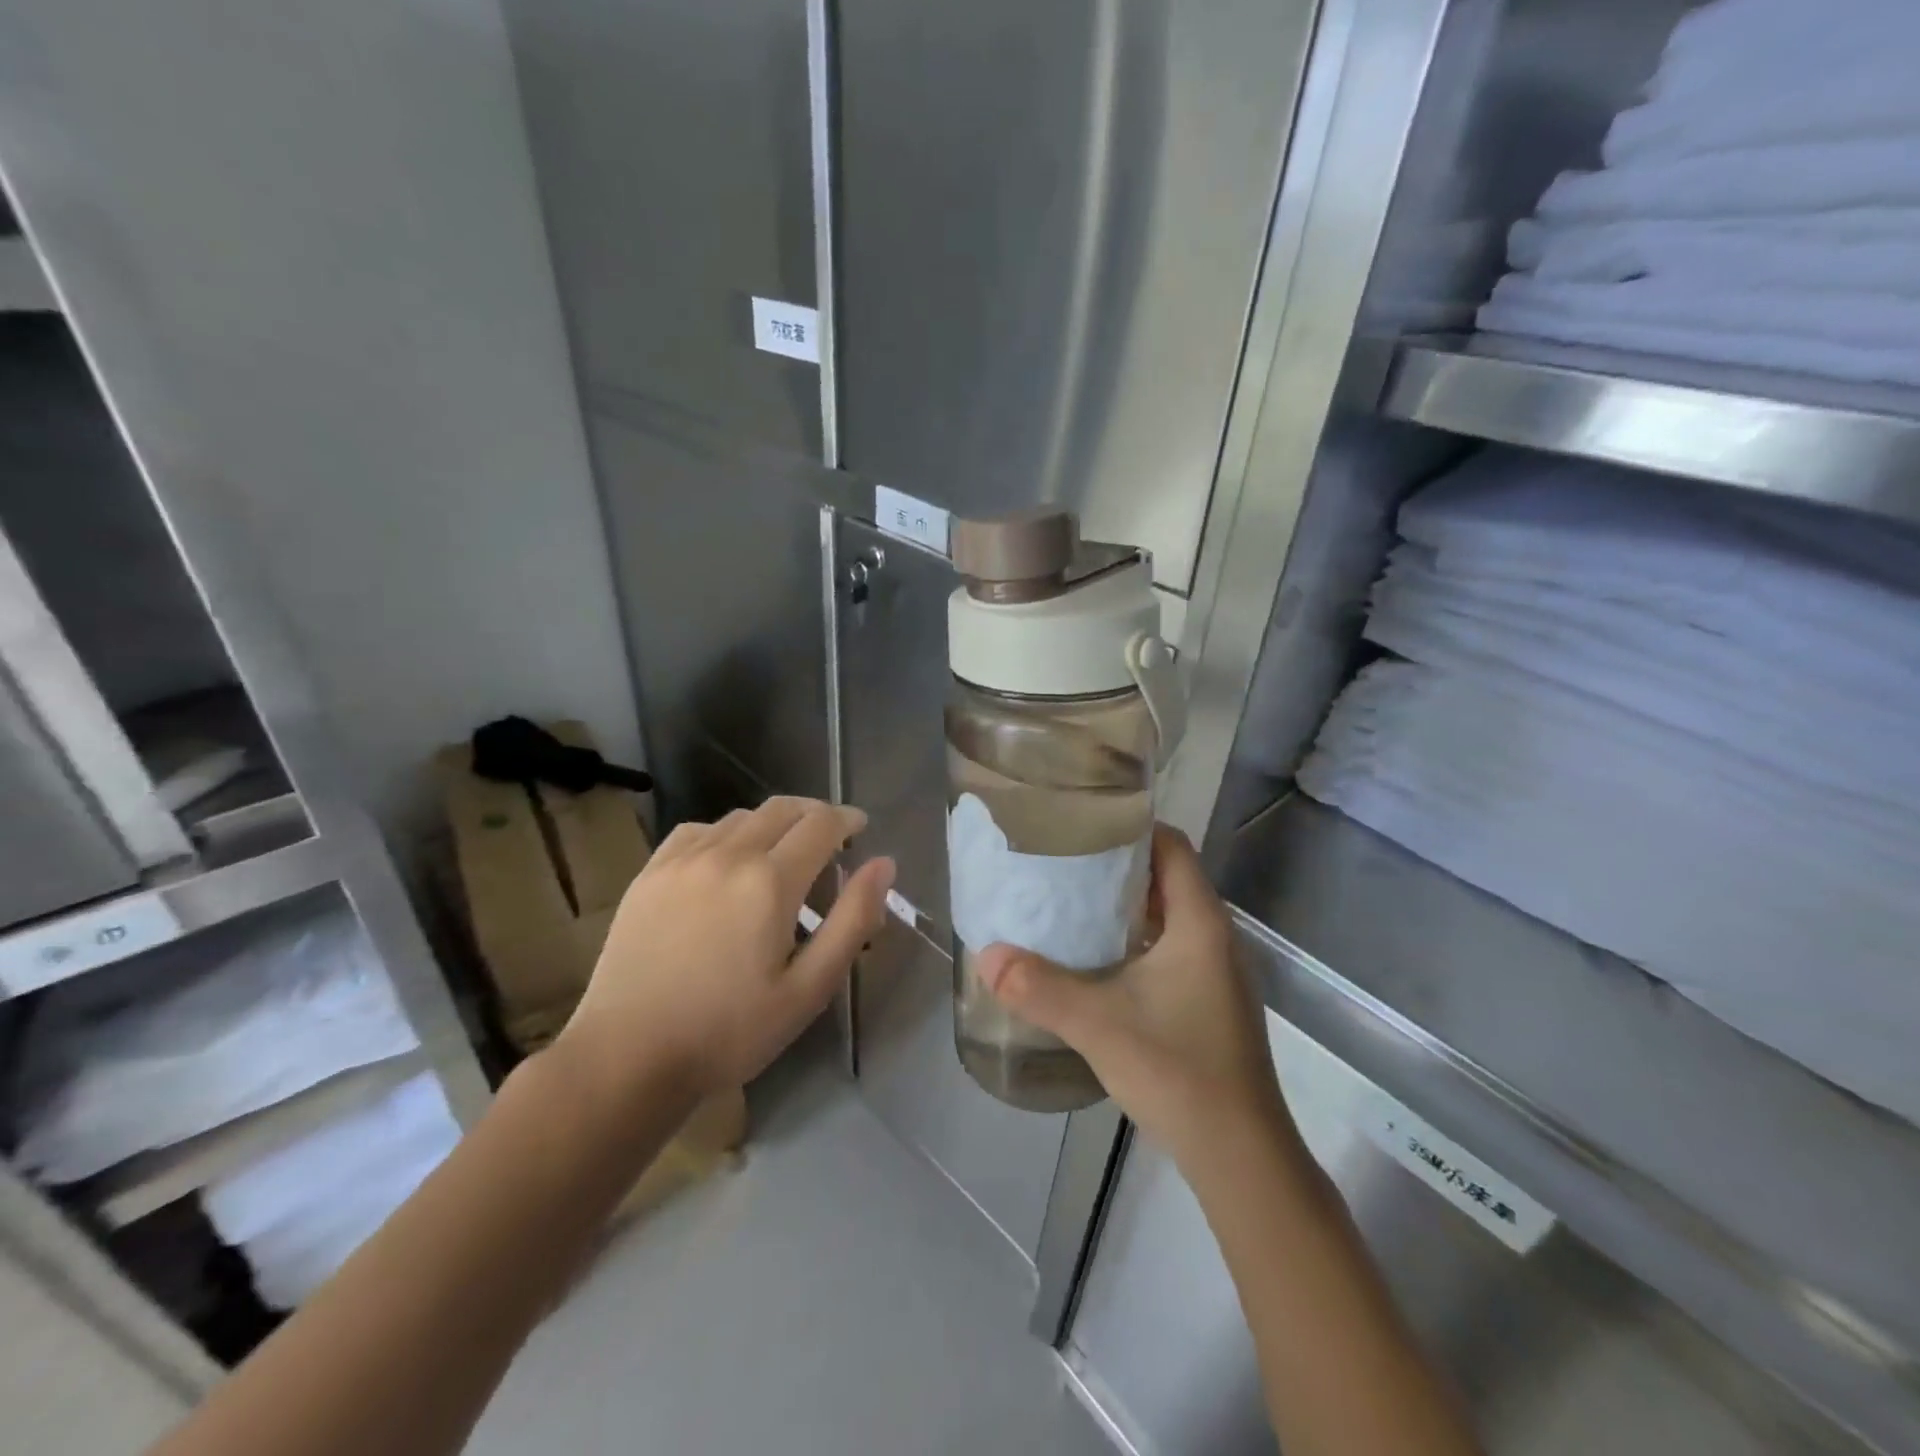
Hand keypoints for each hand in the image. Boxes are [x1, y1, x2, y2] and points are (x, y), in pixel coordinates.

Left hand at [554, 797, 893, 1113]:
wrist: (628, 1057)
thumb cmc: (730, 1031)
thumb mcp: (809, 988)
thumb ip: (853, 920)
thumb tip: (884, 864)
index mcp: (770, 881)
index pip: (820, 824)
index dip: (847, 819)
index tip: (860, 827)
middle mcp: (727, 854)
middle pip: (782, 809)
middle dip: (814, 814)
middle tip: (829, 838)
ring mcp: (682, 860)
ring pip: (740, 816)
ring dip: (772, 823)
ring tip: (781, 853)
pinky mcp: (650, 873)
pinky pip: (697, 830)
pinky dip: (726, 833)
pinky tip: (726, 860)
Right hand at [975, 826, 1293, 1171]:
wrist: (1240, 1155)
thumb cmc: (1178, 1071)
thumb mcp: (1098, 1024)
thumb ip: (1039, 987)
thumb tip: (985, 955)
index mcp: (1200, 922)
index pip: (1170, 845)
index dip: (1130, 826)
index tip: (1081, 824)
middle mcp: (1215, 936)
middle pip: (1167, 876)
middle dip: (1116, 865)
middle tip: (1062, 861)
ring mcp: (1217, 970)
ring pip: (1169, 914)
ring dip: (1125, 905)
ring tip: (1069, 902)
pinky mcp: (1210, 999)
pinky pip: (1171, 946)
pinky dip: (1136, 938)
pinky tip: (1097, 958)